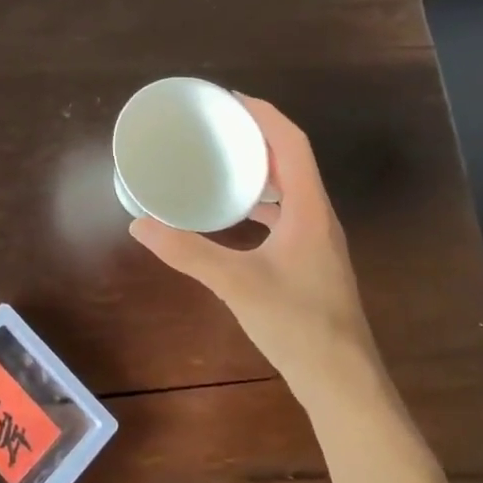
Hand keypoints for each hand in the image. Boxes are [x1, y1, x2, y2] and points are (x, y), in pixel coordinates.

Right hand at [129, 95, 382, 406]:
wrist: (343, 383)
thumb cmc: (298, 324)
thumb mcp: (237, 283)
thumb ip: (188, 252)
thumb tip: (140, 225)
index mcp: (310, 209)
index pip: (292, 143)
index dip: (265, 114)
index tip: (231, 99)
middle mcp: (318, 217)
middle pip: (292, 160)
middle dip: (258, 135)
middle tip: (217, 125)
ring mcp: (317, 241)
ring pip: (290, 188)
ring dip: (260, 168)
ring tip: (221, 160)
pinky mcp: (310, 261)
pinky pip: (286, 213)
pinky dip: (260, 201)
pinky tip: (233, 214)